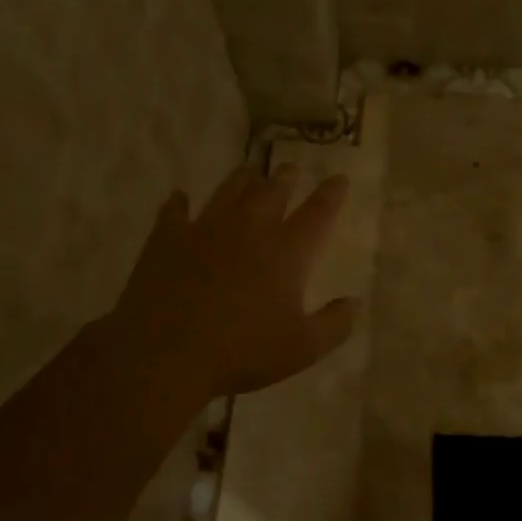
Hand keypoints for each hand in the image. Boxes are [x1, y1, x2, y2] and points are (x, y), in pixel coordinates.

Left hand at [105, 163, 357, 400]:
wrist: (166, 352)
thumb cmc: (241, 352)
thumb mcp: (302, 349)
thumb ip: (334, 324)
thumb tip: (355, 302)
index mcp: (286, 252)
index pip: (317, 213)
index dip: (331, 194)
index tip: (339, 179)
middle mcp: (249, 229)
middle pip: (272, 192)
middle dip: (285, 177)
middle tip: (290, 168)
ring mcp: (206, 228)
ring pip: (229, 191)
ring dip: (242, 179)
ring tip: (249, 170)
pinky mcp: (168, 238)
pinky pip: (175, 211)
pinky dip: (179, 202)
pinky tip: (179, 197)